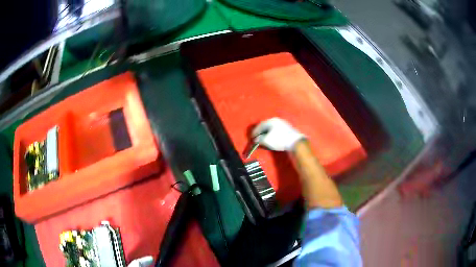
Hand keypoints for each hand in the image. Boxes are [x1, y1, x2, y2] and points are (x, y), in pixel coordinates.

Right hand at [252, 118, 304, 150]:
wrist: (295, 142)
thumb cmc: (279, 140)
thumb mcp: (266, 140)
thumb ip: (259, 139)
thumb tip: (256, 139)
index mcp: (271, 121)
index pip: (260, 125)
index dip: (255, 132)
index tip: (252, 137)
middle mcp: (277, 120)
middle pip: (266, 126)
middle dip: (261, 132)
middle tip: (257, 138)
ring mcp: (283, 124)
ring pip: (272, 128)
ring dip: (267, 133)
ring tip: (264, 139)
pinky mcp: (288, 129)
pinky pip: (277, 130)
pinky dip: (273, 134)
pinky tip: (272, 139)